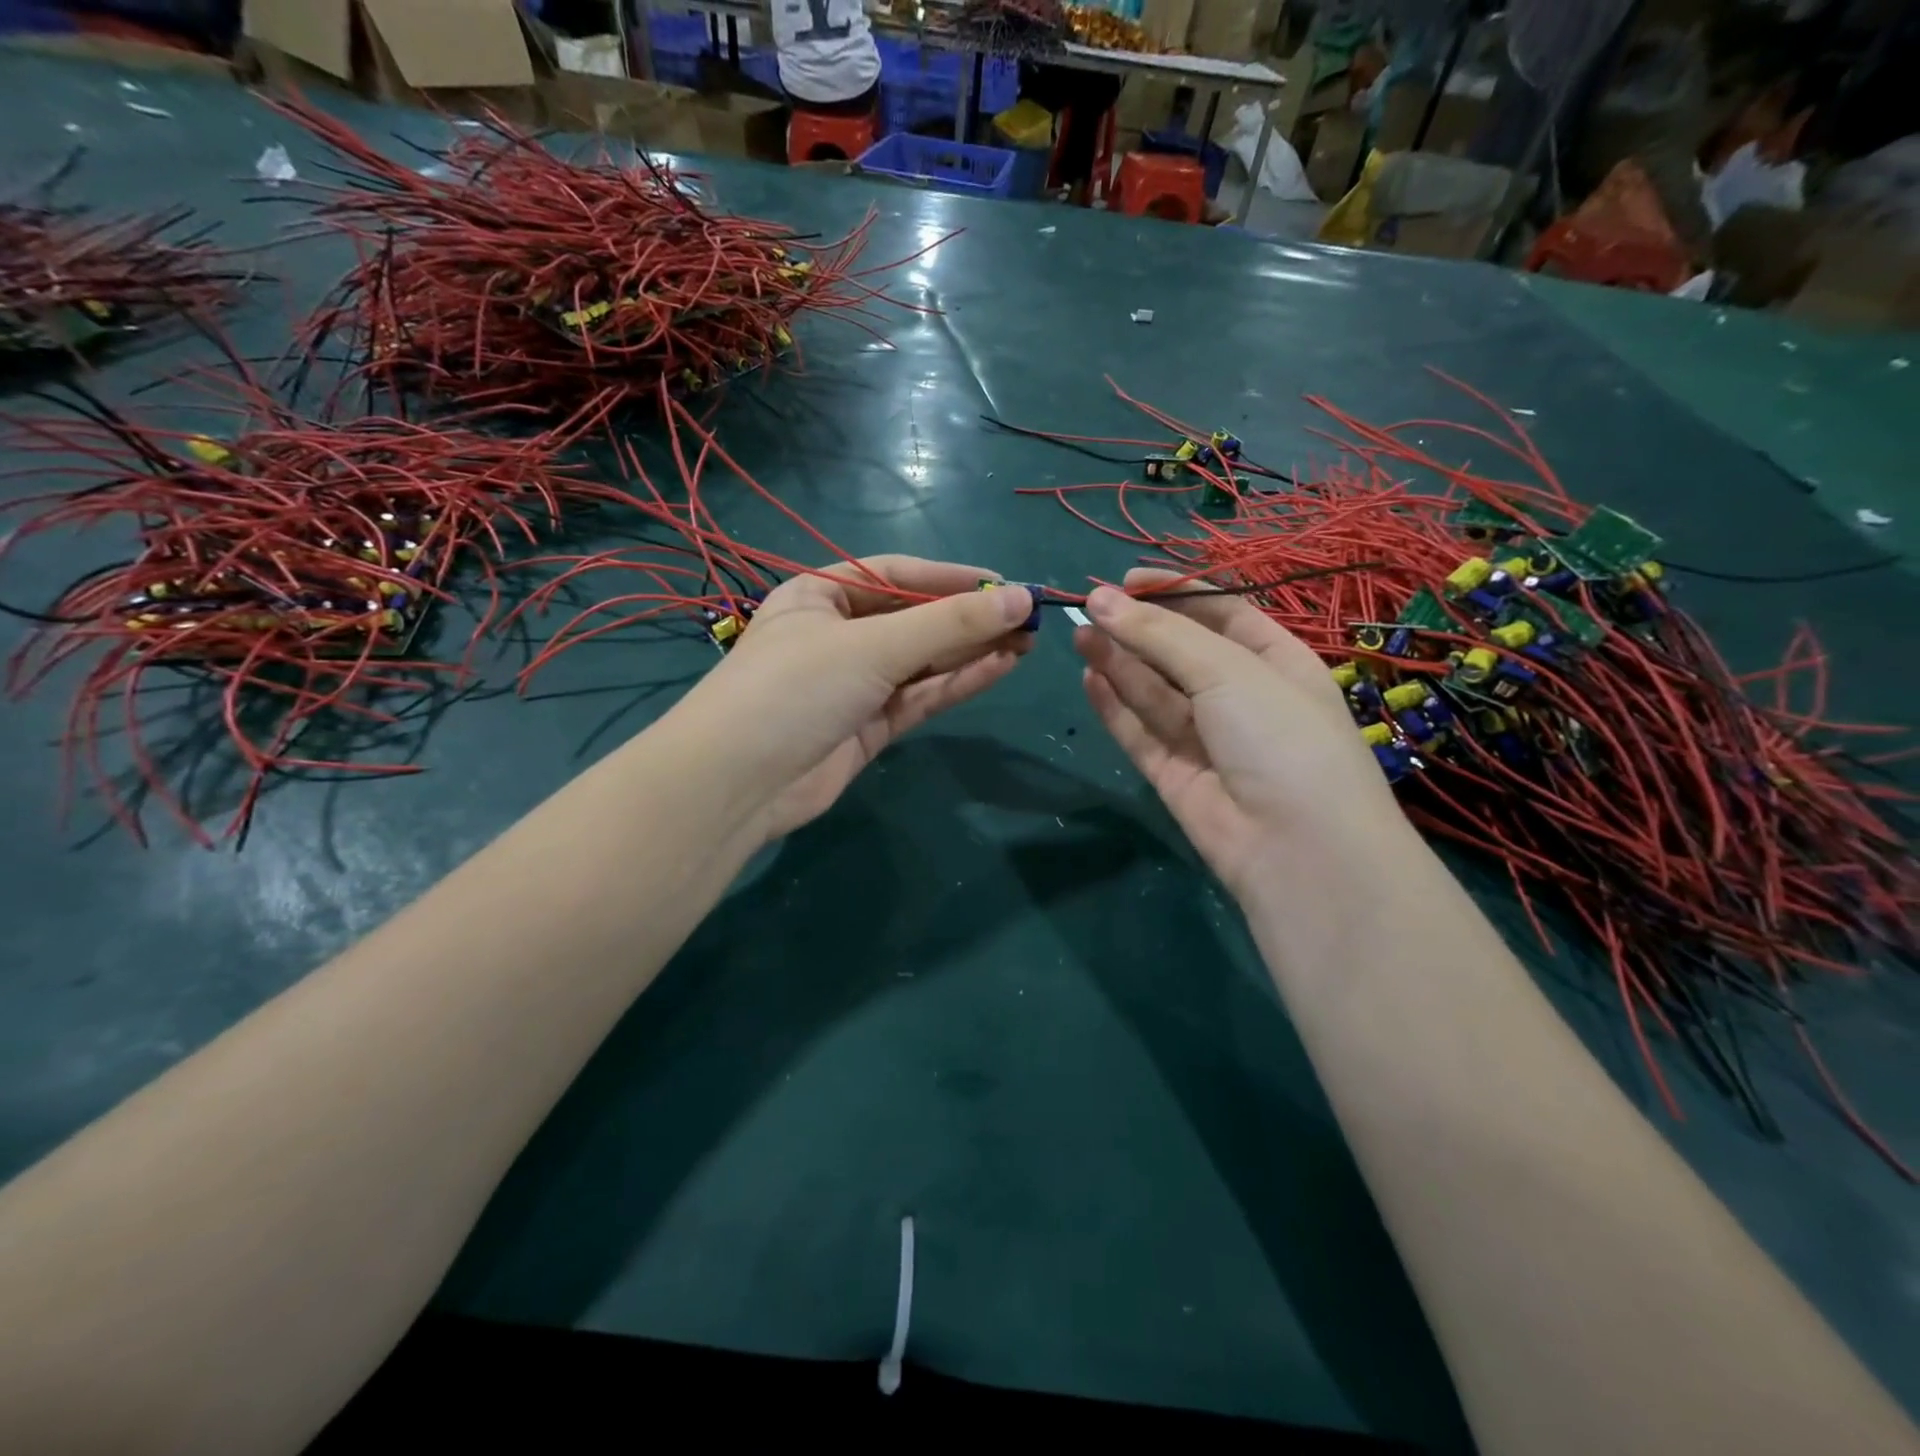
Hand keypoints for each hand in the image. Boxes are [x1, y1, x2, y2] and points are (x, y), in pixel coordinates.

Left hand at [672, 556, 1033, 841]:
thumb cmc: (796, 689)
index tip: (1005, 585)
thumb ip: (948, 624)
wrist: (738, 784)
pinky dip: (956, 683)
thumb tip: (1019, 600)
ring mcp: (853, 684)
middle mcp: (837, 635)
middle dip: (968, 618)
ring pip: (922, 661)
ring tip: (1026, 641)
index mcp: (820, 596)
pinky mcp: (867, 727)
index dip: (952, 578)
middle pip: (913, 619)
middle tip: (1028, 618)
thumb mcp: (872, 646)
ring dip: (970, 650)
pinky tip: (999, 668)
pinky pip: (919, 697)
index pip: (896, 575)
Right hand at [1074, 568, 1408, 897]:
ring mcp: (1207, 740)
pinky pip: (1141, 733)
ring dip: (1119, 662)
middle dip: (1138, 628)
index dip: (1175, 592)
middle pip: (1181, 653)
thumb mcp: (1228, 670)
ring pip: (1155, 692)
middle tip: (1088, 608)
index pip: (1221, 613)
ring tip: (1079, 635)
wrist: (1296, 848)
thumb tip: (1100, 600)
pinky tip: (1089, 678)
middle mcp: (1241, 698)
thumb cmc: (1280, 736)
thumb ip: (1161, 634)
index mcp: (1275, 662)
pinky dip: (1116, 707)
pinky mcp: (1176, 776)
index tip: (1125, 580)